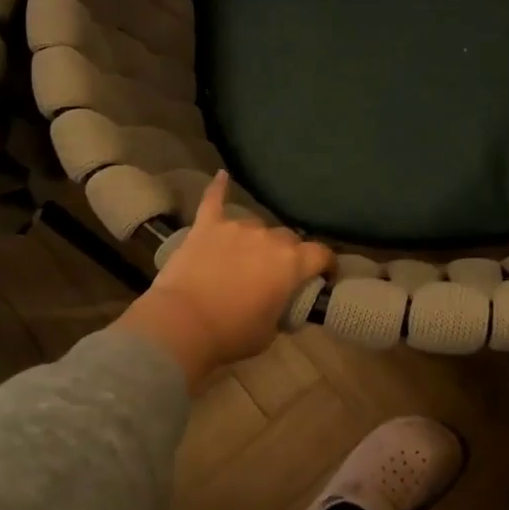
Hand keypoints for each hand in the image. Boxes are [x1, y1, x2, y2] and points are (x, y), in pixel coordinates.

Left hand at [114, 172, 333, 387]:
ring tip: (244, 258)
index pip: (321, 254)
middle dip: (287, 254)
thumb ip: (282, 308)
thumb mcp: (271, 331)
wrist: (182, 324)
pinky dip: (218, 189)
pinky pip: (213, 200)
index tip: (324, 276)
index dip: (327, 265)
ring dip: (255, 240)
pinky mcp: (206, 226)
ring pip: (256, 226)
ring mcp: (236, 227)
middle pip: (288, 238)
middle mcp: (269, 237)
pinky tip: (221, 176)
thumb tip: (280, 302)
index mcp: (292, 263)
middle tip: (275, 275)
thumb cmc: (231, 333)